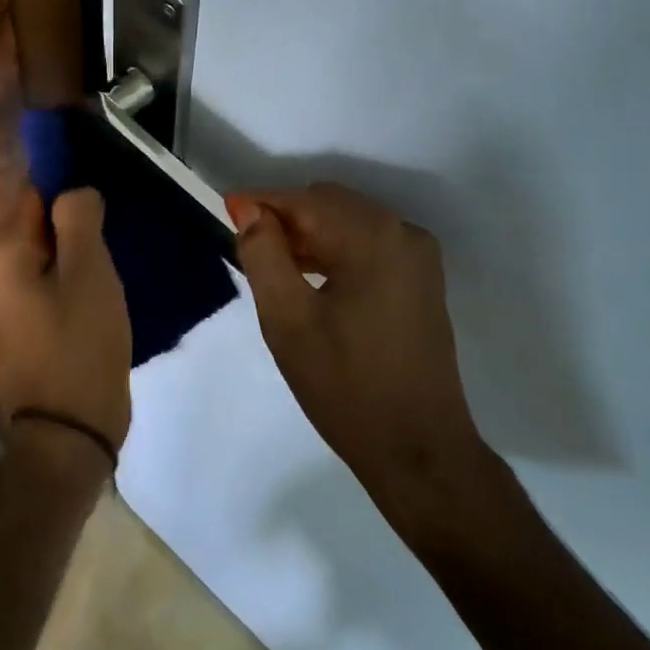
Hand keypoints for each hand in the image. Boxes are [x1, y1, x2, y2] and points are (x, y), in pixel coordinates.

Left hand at [0, 184, 132, 459]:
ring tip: (123, 228)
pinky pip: (59, 273)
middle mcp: (3, 267)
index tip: (105, 168)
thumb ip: (78, 218)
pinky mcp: (39, 317)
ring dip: (83, 236)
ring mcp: (19, 295)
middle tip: (121, 202)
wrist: (71, 429)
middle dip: (77, 206)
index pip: (32, 186)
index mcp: (8, 249)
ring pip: (53, 245)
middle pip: (41, 215)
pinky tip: (113, 265)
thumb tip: (75, 189)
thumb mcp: (87, 271)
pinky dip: (83, 263)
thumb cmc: (79, 342)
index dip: (67, 173)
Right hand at [226, 183, 481, 500]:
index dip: (262, 202)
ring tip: (274, 264)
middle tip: (249, 245)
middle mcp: (402, 232)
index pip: (305, 201)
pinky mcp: (423, 279)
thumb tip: (249, 210)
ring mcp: (419, 256)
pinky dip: (337, 249)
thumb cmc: (345, 386)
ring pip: (351, 222)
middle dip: (287, 217)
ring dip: (311, 234)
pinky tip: (312, 276)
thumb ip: (264, 255)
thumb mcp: (288, 320)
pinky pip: (371, 244)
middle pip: (331, 204)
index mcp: (372, 237)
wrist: (418, 448)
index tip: (226, 209)